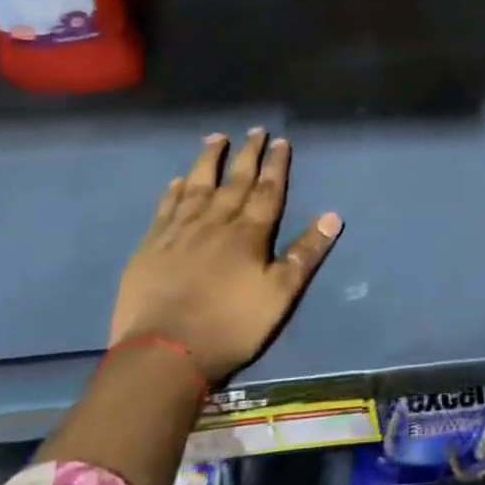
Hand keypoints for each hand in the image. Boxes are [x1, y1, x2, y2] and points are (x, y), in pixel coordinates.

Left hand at [109, 130, 340, 384]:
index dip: (276, 165)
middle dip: (247, 154)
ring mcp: (179, 232)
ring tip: (215, 138)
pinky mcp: (151, 247)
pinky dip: (173, 192)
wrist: (163, 354)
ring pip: (197, 186)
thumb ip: (305, 254)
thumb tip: (333, 216)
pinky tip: (177, 181)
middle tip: (254, 130)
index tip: (280, 141)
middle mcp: (215, 223)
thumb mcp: (280, 295)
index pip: (267, 191)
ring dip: (208, 161)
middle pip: (234, 181)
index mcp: (249, 234)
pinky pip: (165, 209)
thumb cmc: (230, 326)